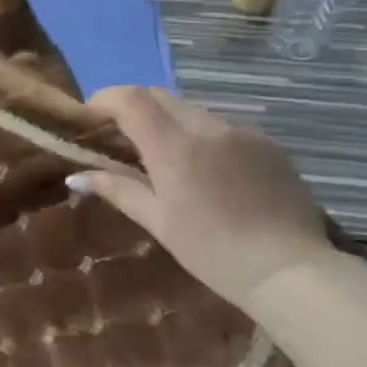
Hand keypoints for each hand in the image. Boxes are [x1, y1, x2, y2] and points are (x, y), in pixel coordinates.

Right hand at [67, 87, 340, 308]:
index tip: (89, 116)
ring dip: (169, 123)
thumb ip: (117, 189)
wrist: (291, 270)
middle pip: (160, 96)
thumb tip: (75, 176)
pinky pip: (224, 128)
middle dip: (134, 108)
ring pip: (192, 111)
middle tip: (121, 138)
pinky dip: (203, 138)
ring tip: (166, 159)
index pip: (131, 99)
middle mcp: (208, 127)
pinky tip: (209, 172)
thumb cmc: (213, 252)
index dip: (104, 99)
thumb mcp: (158, 222)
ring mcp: (243, 132)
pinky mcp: (268, 143)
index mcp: (175, 147)